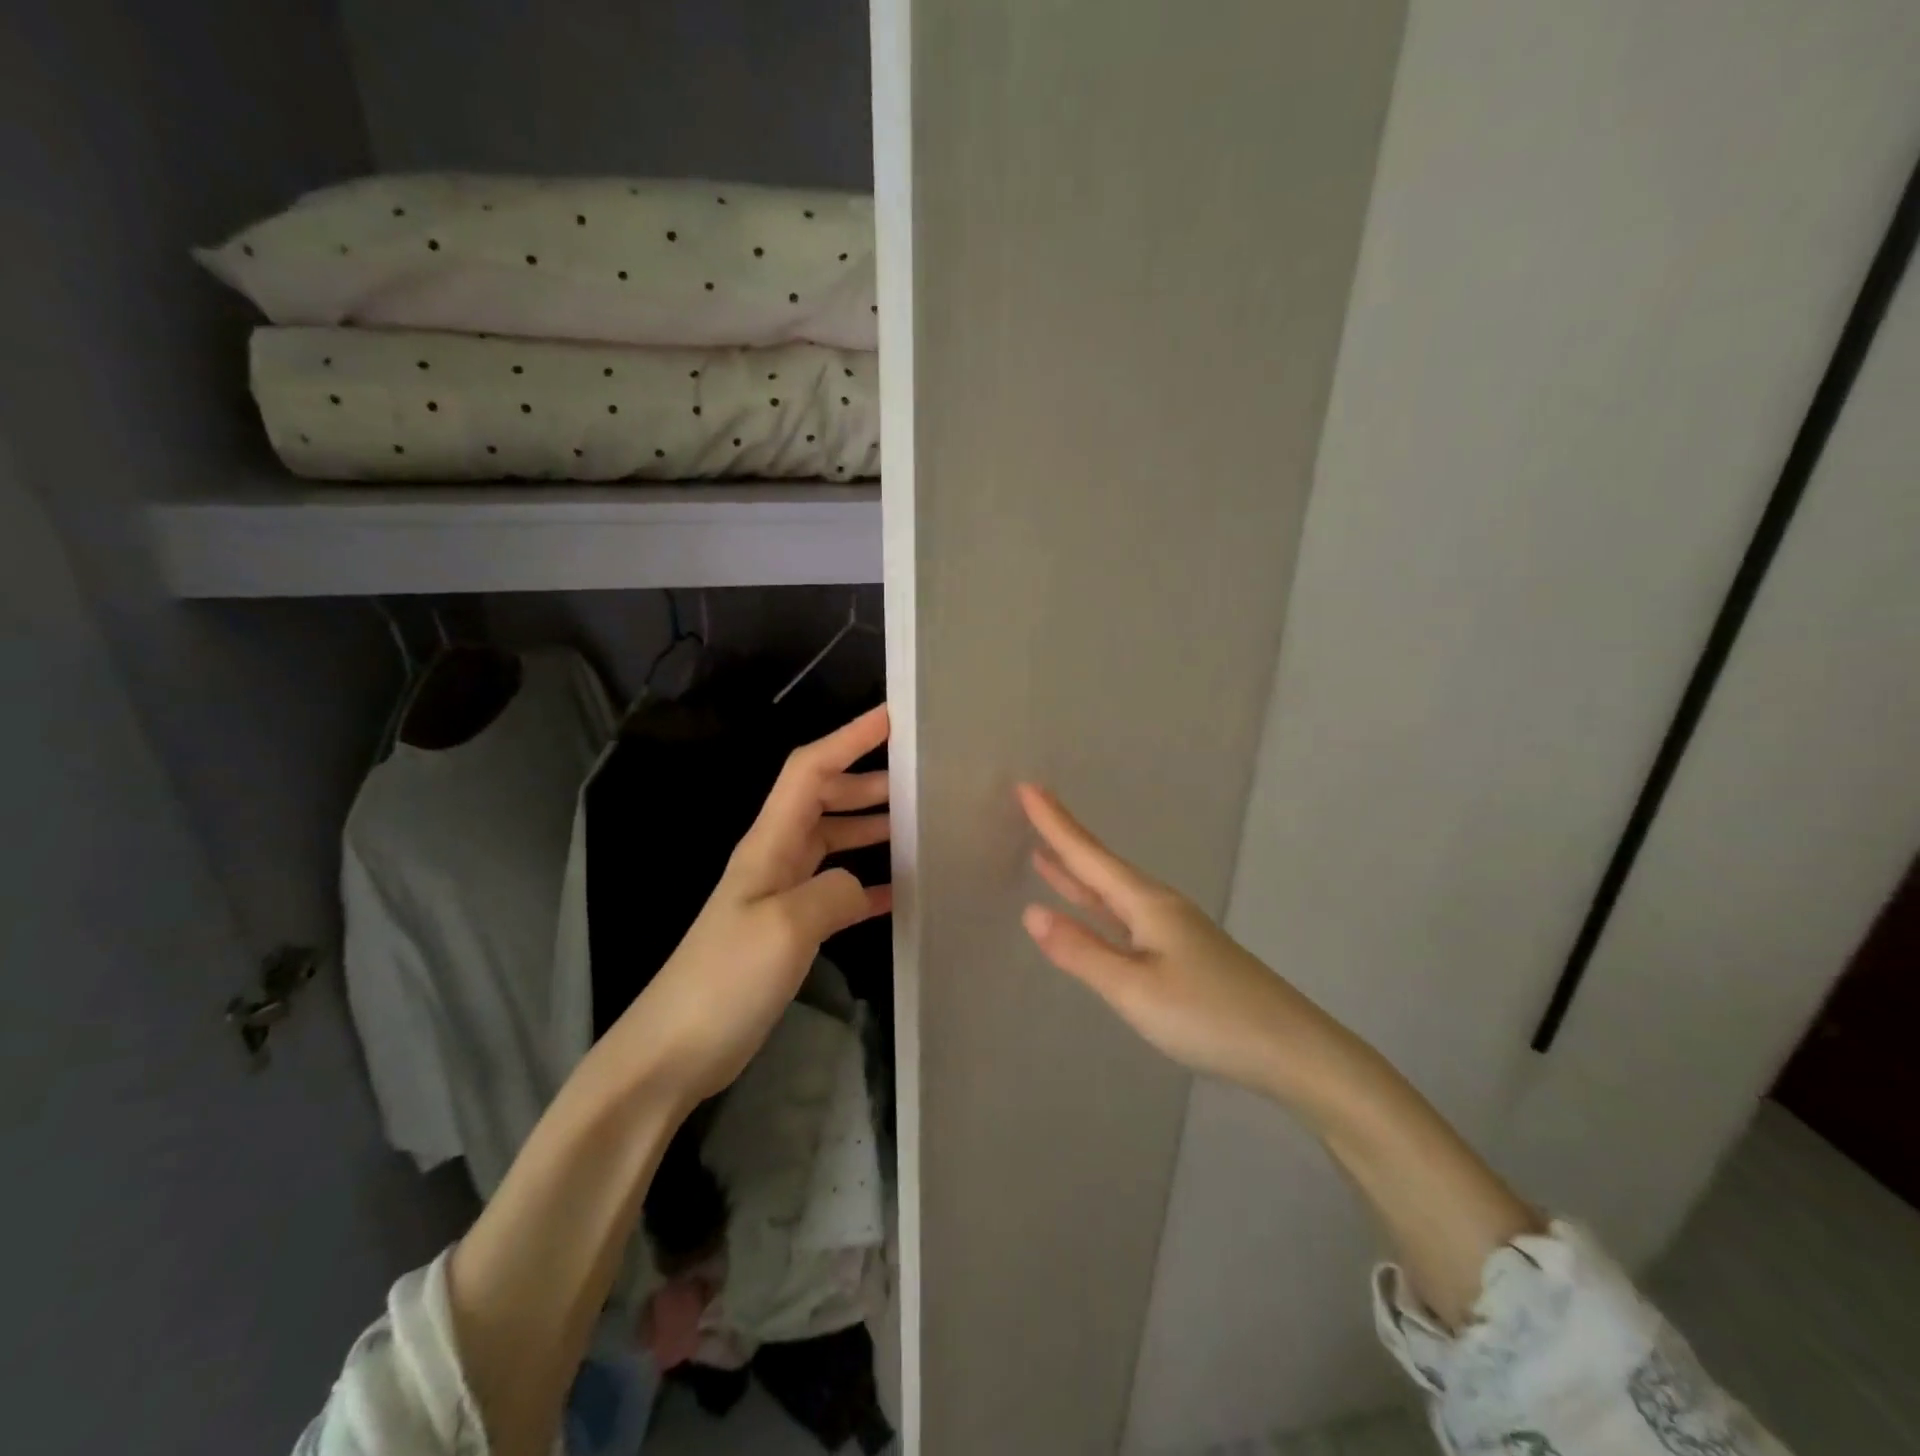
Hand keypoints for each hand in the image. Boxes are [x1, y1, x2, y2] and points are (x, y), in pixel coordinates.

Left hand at [620, 705, 892, 1103]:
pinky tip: (900, 891)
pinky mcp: (789, 928)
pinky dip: (867, 881)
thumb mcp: (784, 928)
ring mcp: (781, 893)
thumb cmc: (724, 980)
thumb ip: (832, 892)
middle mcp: (775, 857)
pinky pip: (836, 889)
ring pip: (832, 840)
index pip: (809, 770)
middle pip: (823, 798)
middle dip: (867, 779)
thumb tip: (863, 883)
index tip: (892, 718)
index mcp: (768, 843)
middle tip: (920, 779)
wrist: (674, 1051)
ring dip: (869, 825)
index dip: (848, 738)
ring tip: (918, 825)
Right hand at [1016, 782, 1350, 1100]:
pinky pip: (1125, 915)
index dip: (1054, 823)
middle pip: (1101, 866)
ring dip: (1078, 872)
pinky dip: (1098, 904)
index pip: (1088, 855)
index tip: (1027, 787)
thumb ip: (1082, 951)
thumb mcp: (1135, 989)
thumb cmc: (1209, 1016)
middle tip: (1032, 807)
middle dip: (1064, 838)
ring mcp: (1174, 930)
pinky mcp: (1183, 953)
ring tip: (1045, 854)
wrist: (1292, 1050)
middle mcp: (1159, 907)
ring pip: (1113, 891)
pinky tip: (1094, 912)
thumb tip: (1031, 912)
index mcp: (1147, 904)